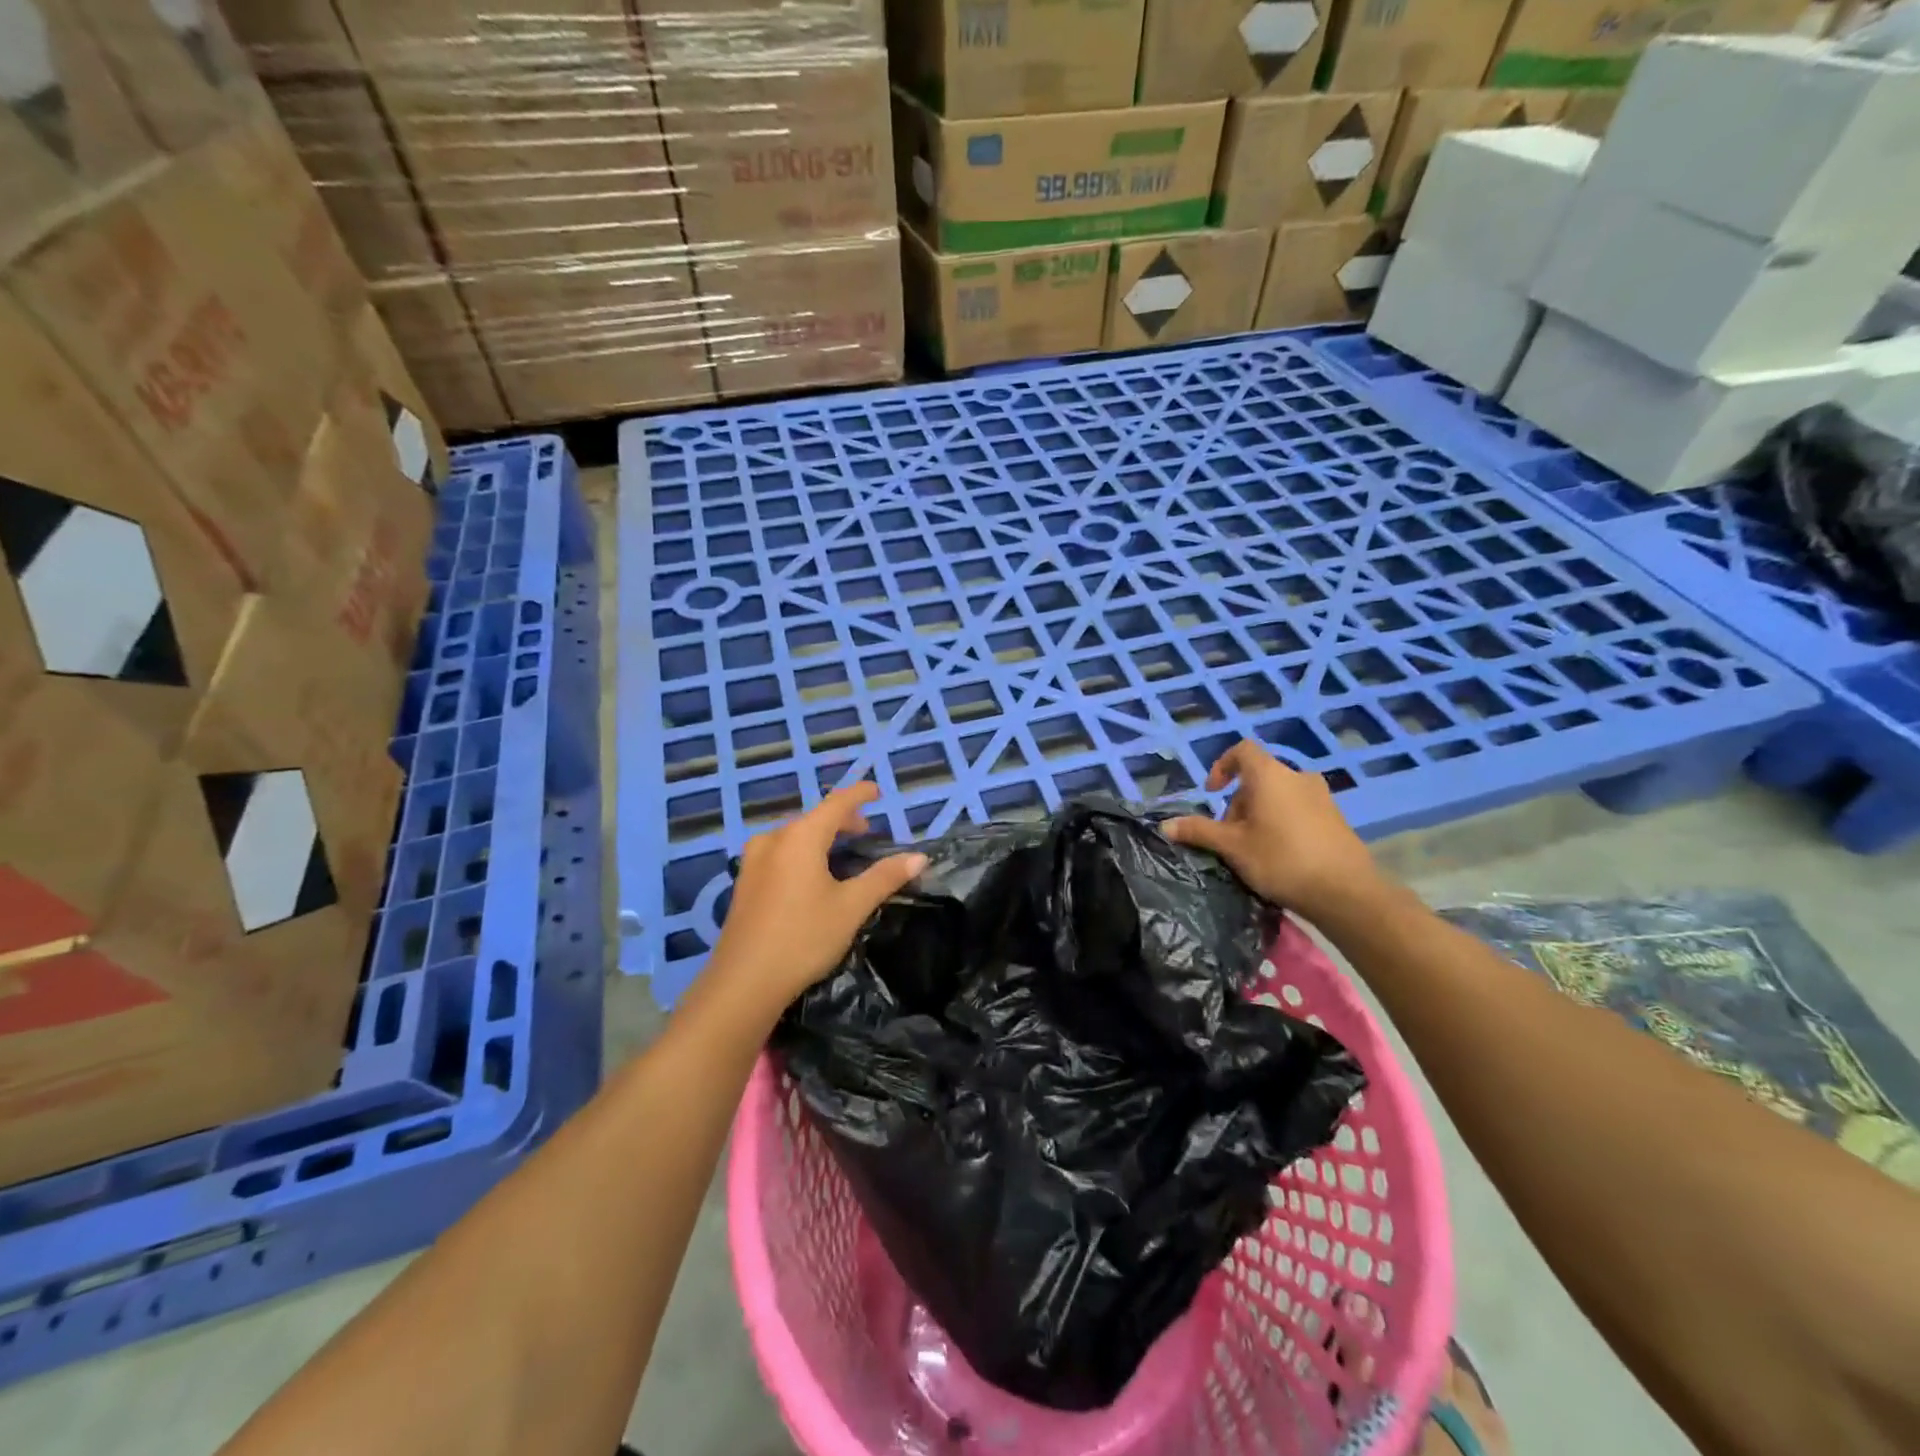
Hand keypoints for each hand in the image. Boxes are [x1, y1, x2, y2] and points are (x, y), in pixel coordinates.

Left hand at [708, 782, 926, 1012]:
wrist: (743, 982)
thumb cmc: (803, 938)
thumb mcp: (851, 907)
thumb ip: (884, 877)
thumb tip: (919, 857)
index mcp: (800, 837)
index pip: (837, 803)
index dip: (859, 794)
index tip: (878, 791)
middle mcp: (773, 839)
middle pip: (813, 818)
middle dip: (842, 820)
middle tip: (866, 833)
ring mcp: (753, 860)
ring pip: (793, 835)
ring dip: (820, 836)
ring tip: (841, 853)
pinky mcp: (744, 882)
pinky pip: (779, 852)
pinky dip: (801, 851)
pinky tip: (811, 875)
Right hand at [1162, 741, 1382, 922]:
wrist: (1345, 891)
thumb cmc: (1281, 859)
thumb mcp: (1233, 847)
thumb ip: (1199, 831)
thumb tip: (1165, 825)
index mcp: (1270, 775)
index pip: (1242, 751)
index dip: (1222, 766)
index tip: (1212, 792)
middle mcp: (1297, 777)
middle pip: (1259, 778)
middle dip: (1238, 803)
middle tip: (1229, 836)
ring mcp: (1321, 797)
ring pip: (1279, 796)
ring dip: (1260, 815)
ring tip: (1253, 848)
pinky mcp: (1336, 818)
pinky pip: (1299, 810)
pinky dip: (1282, 823)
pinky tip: (1281, 855)